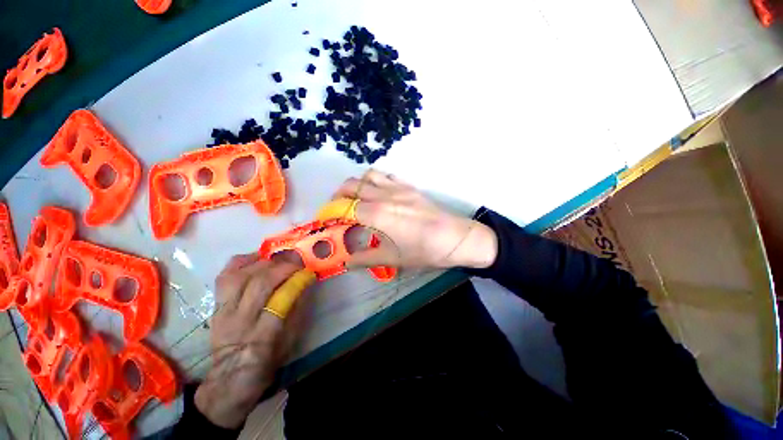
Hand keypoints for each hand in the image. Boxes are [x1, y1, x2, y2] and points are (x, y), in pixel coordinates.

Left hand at [195, 254, 310, 428]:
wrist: (233, 373)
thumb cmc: (269, 356)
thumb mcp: (292, 338)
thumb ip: (299, 308)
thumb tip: (306, 282)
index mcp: (264, 333)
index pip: (281, 298)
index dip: (297, 280)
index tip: (308, 272)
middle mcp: (241, 319)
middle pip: (260, 283)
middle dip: (283, 267)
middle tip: (296, 263)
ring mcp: (224, 310)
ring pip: (241, 275)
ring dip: (263, 262)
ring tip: (277, 259)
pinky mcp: (216, 305)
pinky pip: (224, 275)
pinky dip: (241, 262)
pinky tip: (255, 258)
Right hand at [333, 169, 497, 268]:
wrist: (455, 237)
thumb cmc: (424, 250)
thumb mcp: (392, 259)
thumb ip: (365, 258)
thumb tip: (346, 262)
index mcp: (377, 214)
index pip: (343, 208)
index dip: (330, 213)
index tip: (326, 221)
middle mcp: (383, 196)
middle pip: (350, 186)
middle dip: (337, 196)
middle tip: (338, 210)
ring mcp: (397, 188)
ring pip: (367, 175)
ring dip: (356, 185)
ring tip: (356, 199)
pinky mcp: (408, 186)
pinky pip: (386, 175)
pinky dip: (375, 180)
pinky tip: (378, 193)